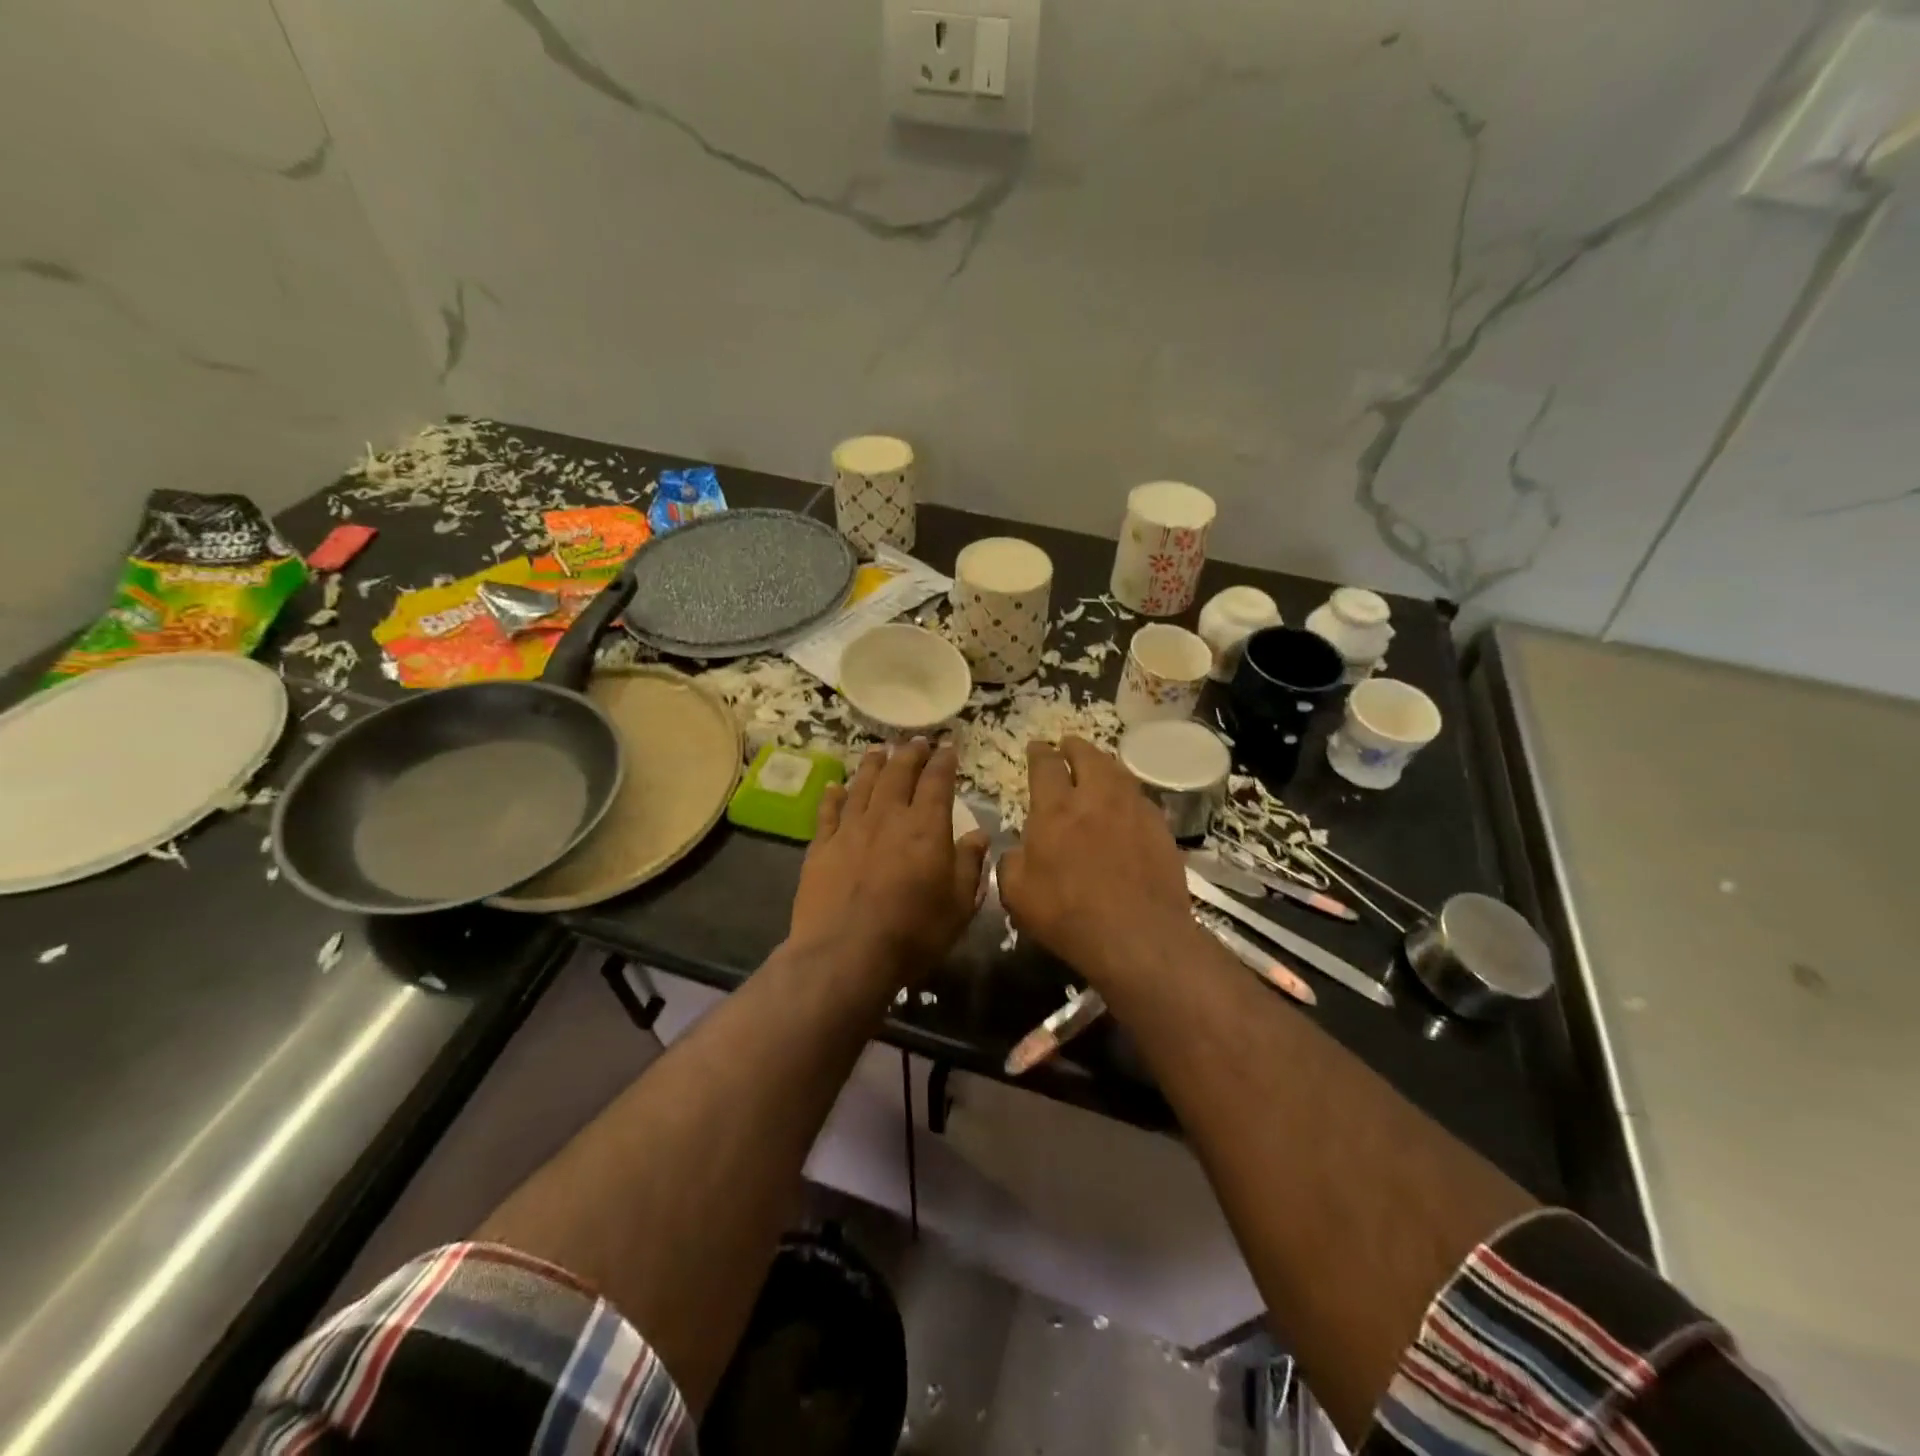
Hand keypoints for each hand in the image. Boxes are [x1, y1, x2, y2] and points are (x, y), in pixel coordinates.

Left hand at [788, 738, 990, 985]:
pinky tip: (835, 786)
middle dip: (910, 753)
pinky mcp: (822, 847)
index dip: (944, 761)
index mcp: (926, 827)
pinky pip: (828, 812)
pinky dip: (833, 796)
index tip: (949, 746)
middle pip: (899, 774)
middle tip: (917, 741)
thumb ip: (970, 865)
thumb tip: (978, 834)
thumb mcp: (959, 905)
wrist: (846, 954)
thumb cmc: (913, 933)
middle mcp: (888, 817)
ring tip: (880, 750)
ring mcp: (851, 829)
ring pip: (863, 785)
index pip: (937, 782)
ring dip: (874, 764)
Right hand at [998, 736, 1201, 985]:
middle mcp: (1095, 798)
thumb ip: (1011, 864)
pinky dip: (1128, 794)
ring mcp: (1133, 811)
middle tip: (1068, 745)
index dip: (1039, 752)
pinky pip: (1141, 799)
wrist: (1138, 935)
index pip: (1045, 766)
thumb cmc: (1068, 915)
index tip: (1037, 746)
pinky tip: (1127, 805)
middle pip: (1087, 757)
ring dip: (1104, 764)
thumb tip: (1017, 852)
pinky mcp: (1160, 829)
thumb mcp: (1017, 895)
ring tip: (1098, 766)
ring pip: (1118, 773)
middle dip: (1074, 747)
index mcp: (1055, 809)